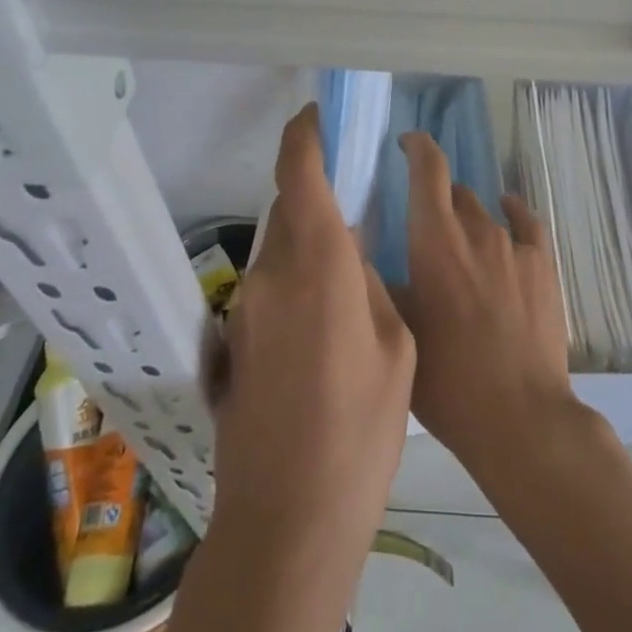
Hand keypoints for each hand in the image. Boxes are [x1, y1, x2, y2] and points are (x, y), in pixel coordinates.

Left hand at [210, 104, 414, 546]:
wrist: (288, 517)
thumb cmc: (362, 429)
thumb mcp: (396, 347)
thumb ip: (371, 287)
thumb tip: (351, 258)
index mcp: (318, 264)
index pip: (299, 175)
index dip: (304, 135)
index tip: (317, 113)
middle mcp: (272, 274)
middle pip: (289, 212)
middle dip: (317, 203)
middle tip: (357, 219)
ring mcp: (246, 309)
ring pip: (280, 252)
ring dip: (309, 249)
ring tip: (347, 289)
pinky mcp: (235, 341)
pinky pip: (271, 289)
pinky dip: (297, 286)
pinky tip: (324, 332)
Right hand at [393, 132, 577, 479]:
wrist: (518, 415)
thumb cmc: (448, 379)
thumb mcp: (400, 330)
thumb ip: (386, 284)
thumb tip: (373, 256)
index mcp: (434, 240)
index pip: (428, 169)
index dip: (417, 146)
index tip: (405, 142)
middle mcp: (476, 230)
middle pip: (455, 193)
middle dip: (437, 199)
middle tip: (423, 227)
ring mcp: (514, 246)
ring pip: (485, 212)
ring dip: (468, 219)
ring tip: (459, 245)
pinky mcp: (543, 264)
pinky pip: (525, 222)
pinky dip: (511, 214)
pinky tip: (506, 213)